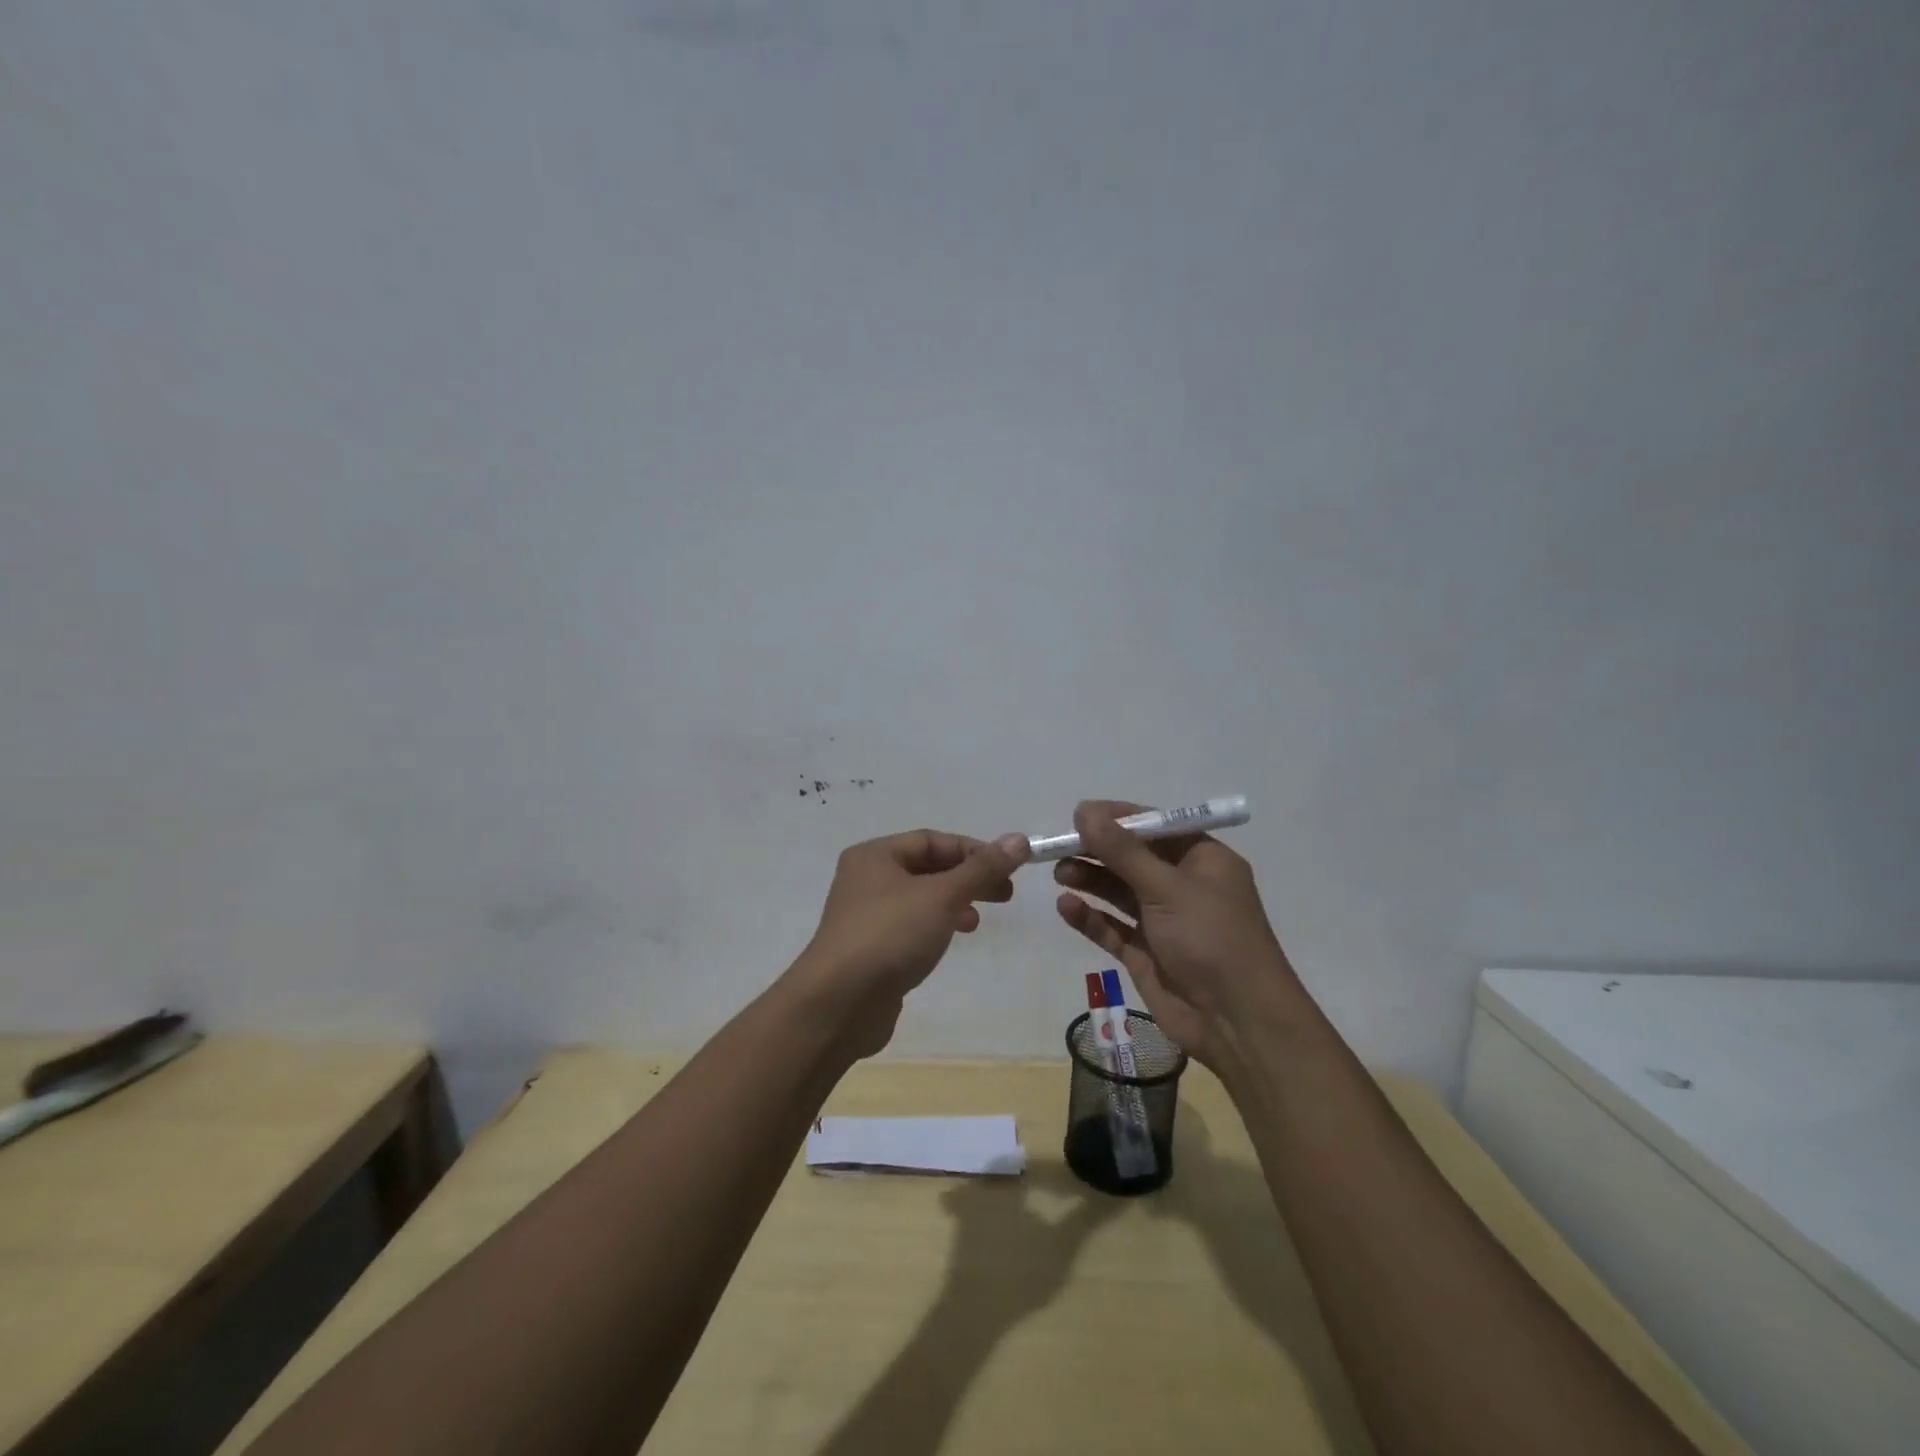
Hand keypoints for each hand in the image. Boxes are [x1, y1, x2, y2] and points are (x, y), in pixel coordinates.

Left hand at [788, 828, 1029, 1056]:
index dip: (972, 850)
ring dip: (952, 903)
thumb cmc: (889, 935)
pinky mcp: (869, 949)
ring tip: (977, 921)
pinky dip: (934, 926)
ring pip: (919, 899)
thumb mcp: (942, 896)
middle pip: (926, 868)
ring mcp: (865, 916)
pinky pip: (909, 926)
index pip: (931, 840)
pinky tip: (949, 940)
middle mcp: (865, 879)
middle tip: (1005, 894)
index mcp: (875, 855)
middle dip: (967, 878)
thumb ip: (981, 869)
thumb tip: (1019, 839)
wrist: (838, 1003)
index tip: (1007, 867)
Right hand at [1052, 800, 1299, 1071]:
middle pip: (1133, 858)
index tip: (1079, 814)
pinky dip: (1090, 916)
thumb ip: (1122, 851)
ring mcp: (1164, 921)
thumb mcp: (1167, 887)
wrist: (1237, 1022)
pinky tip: (1065, 906)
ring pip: (1119, 891)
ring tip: (1059, 873)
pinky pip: (1113, 927)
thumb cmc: (1211, 939)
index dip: (1117, 818)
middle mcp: (1184, 886)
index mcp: (1203, 860)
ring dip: (1091, 880)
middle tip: (1059, 846)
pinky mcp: (1147, 953)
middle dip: (1097, 850)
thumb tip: (1085, 810)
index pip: (1155, 827)